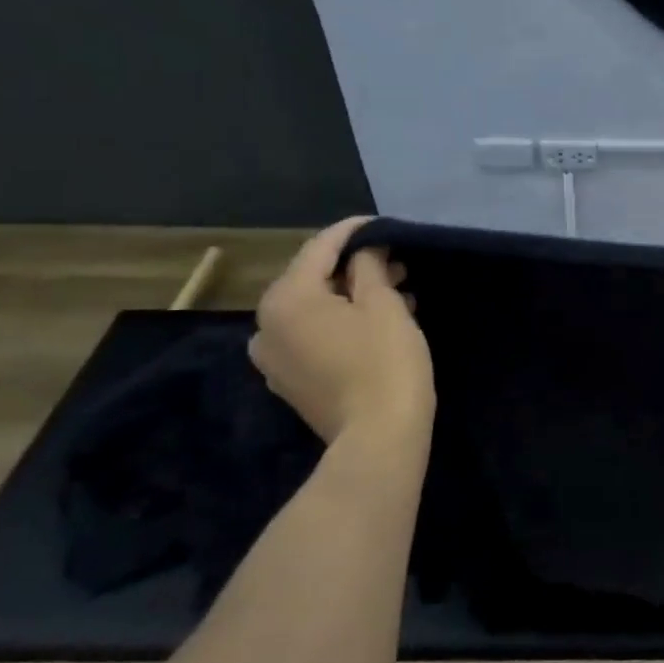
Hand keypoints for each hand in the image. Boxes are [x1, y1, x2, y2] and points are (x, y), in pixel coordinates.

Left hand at [249, 218, 435, 453]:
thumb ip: (369, 266)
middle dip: (354, 267)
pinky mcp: (290, 383)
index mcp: (285, 299)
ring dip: (350, 297)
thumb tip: (364, 250)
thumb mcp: (383, 304)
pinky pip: (312, 337)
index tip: (382, 224)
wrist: (378, 438)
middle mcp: (266, 326)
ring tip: (395, 293)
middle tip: (397, 262)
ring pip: (314, 310)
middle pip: (312, 280)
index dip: (353, 232)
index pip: (319, 248)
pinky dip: (340, 323)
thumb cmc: (385, 361)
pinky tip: (376, 325)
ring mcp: (273, 359)